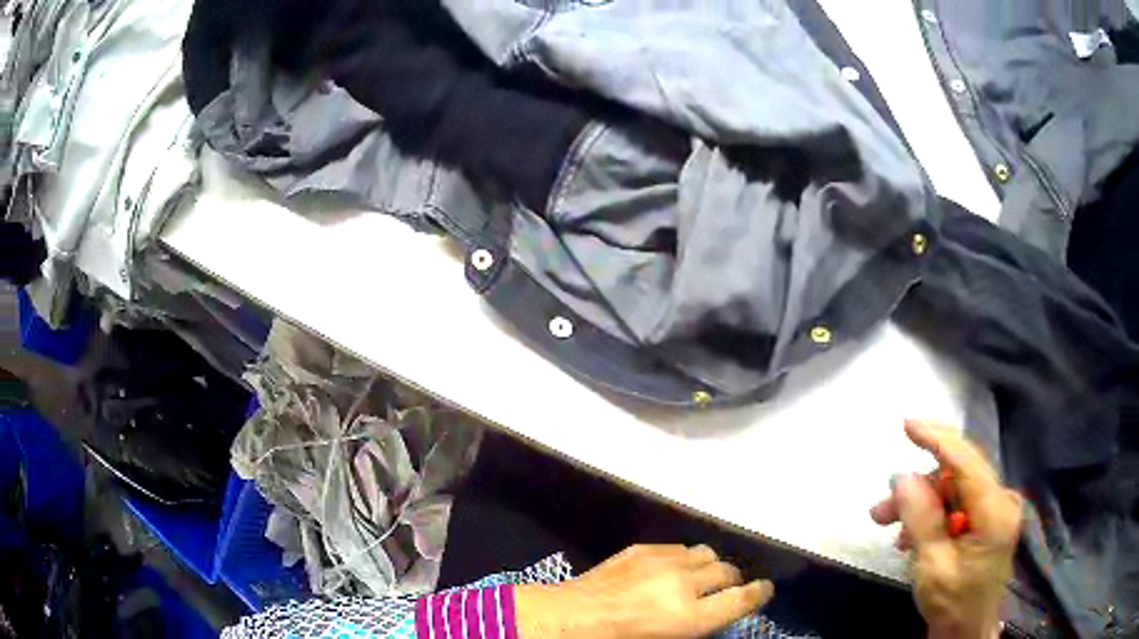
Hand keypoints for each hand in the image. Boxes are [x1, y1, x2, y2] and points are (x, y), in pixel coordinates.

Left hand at [515, 544, 773, 638]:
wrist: (570, 617)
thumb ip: (695, 625)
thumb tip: (711, 615)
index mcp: (690, 616)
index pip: (741, 599)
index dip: (759, 593)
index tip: (766, 589)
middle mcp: (684, 583)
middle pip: (727, 571)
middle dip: (733, 580)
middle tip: (727, 589)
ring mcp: (662, 561)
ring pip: (705, 553)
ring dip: (709, 566)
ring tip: (701, 576)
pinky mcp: (642, 549)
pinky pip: (678, 548)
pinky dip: (683, 558)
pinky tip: (669, 570)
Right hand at [871, 421, 1022, 638]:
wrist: (967, 632)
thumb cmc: (952, 605)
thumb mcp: (932, 568)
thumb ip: (921, 520)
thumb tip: (902, 477)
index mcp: (995, 511)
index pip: (966, 463)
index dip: (937, 440)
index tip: (907, 425)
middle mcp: (1001, 500)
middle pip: (957, 476)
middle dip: (918, 487)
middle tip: (881, 508)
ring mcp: (997, 508)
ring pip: (953, 490)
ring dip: (920, 504)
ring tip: (887, 524)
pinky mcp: (989, 518)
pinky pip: (957, 504)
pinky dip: (932, 515)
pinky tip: (911, 534)